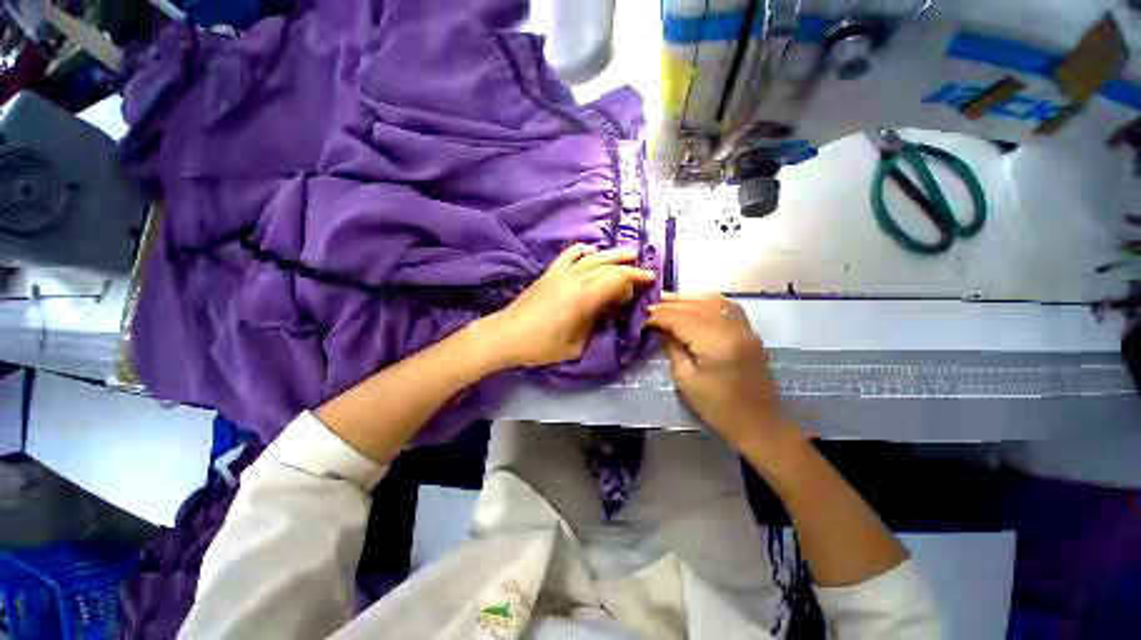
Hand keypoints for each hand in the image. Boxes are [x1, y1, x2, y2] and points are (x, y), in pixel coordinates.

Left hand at [475, 244, 655, 369]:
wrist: (506, 335)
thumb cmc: (541, 346)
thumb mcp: (576, 345)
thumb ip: (595, 325)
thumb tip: (608, 312)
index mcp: (583, 298)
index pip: (616, 280)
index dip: (635, 278)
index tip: (650, 278)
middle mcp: (574, 280)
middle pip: (607, 266)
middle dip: (628, 267)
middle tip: (643, 269)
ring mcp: (560, 274)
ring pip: (591, 258)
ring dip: (610, 254)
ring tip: (627, 254)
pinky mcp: (549, 274)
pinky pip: (568, 255)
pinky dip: (582, 251)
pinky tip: (590, 251)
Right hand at [647, 293, 800, 455]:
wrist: (758, 423)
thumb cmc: (718, 408)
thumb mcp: (686, 380)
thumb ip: (673, 348)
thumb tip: (661, 328)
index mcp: (715, 344)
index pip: (681, 319)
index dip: (659, 316)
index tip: (643, 318)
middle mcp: (732, 329)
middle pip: (696, 307)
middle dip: (670, 304)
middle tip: (650, 305)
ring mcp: (745, 328)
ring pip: (712, 301)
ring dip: (688, 298)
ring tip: (667, 299)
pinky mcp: (750, 332)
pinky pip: (727, 307)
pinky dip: (707, 301)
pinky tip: (694, 303)